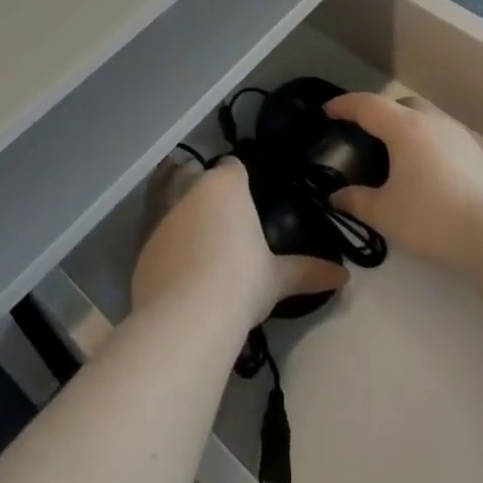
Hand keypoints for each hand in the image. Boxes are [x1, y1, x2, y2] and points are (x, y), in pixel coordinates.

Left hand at [132, 158, 345, 327]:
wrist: (186, 316)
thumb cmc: (240, 285)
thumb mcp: (277, 279)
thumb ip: (307, 272)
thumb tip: (343, 277)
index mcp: (226, 185)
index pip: (232, 166)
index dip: (237, 177)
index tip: (242, 194)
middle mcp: (191, 186)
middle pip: (193, 169)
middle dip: (201, 179)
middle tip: (213, 205)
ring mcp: (160, 209)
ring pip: (164, 183)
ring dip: (171, 188)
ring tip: (183, 208)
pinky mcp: (139, 235)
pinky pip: (148, 215)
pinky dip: (156, 220)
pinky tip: (165, 238)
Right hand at [324, 92, 482, 269]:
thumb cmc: (432, 217)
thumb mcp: (385, 214)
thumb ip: (357, 202)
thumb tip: (337, 197)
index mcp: (404, 128)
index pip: (367, 105)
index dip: (344, 105)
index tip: (328, 110)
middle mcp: (432, 122)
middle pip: (400, 104)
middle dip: (380, 112)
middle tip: (366, 133)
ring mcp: (459, 135)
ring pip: (426, 118)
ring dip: (407, 126)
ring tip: (397, 154)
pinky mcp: (477, 154)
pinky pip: (443, 137)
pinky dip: (427, 143)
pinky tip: (427, 171)